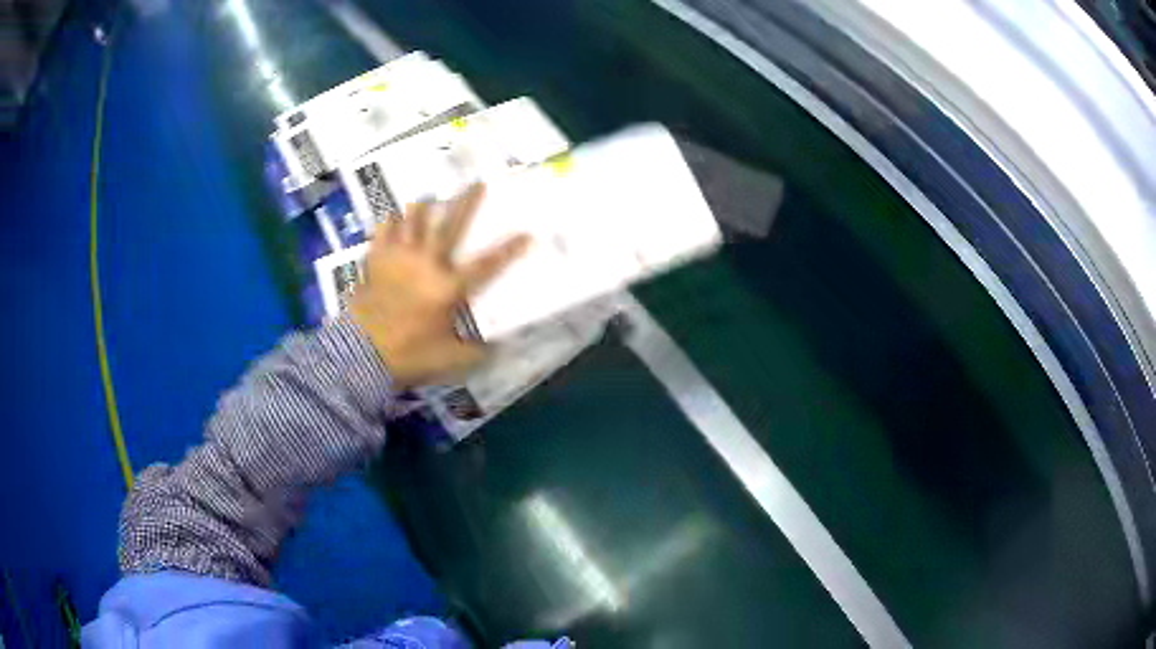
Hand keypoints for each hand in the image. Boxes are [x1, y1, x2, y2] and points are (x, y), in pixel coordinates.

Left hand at [349, 184, 529, 388]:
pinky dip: (390, 223)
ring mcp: (399, 258)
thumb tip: (497, 348)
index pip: (487, 264)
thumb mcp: (451, 360)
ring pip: (413, 220)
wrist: (361, 354)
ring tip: (428, 196)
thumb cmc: (410, 355)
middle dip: (466, 202)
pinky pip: (383, 231)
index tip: (528, 233)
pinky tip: (392, 218)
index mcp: (449, 287)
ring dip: (423, 207)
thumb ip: (477, 353)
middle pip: (450, 225)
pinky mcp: (376, 260)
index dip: (509, 249)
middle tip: (477, 182)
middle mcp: (427, 263)